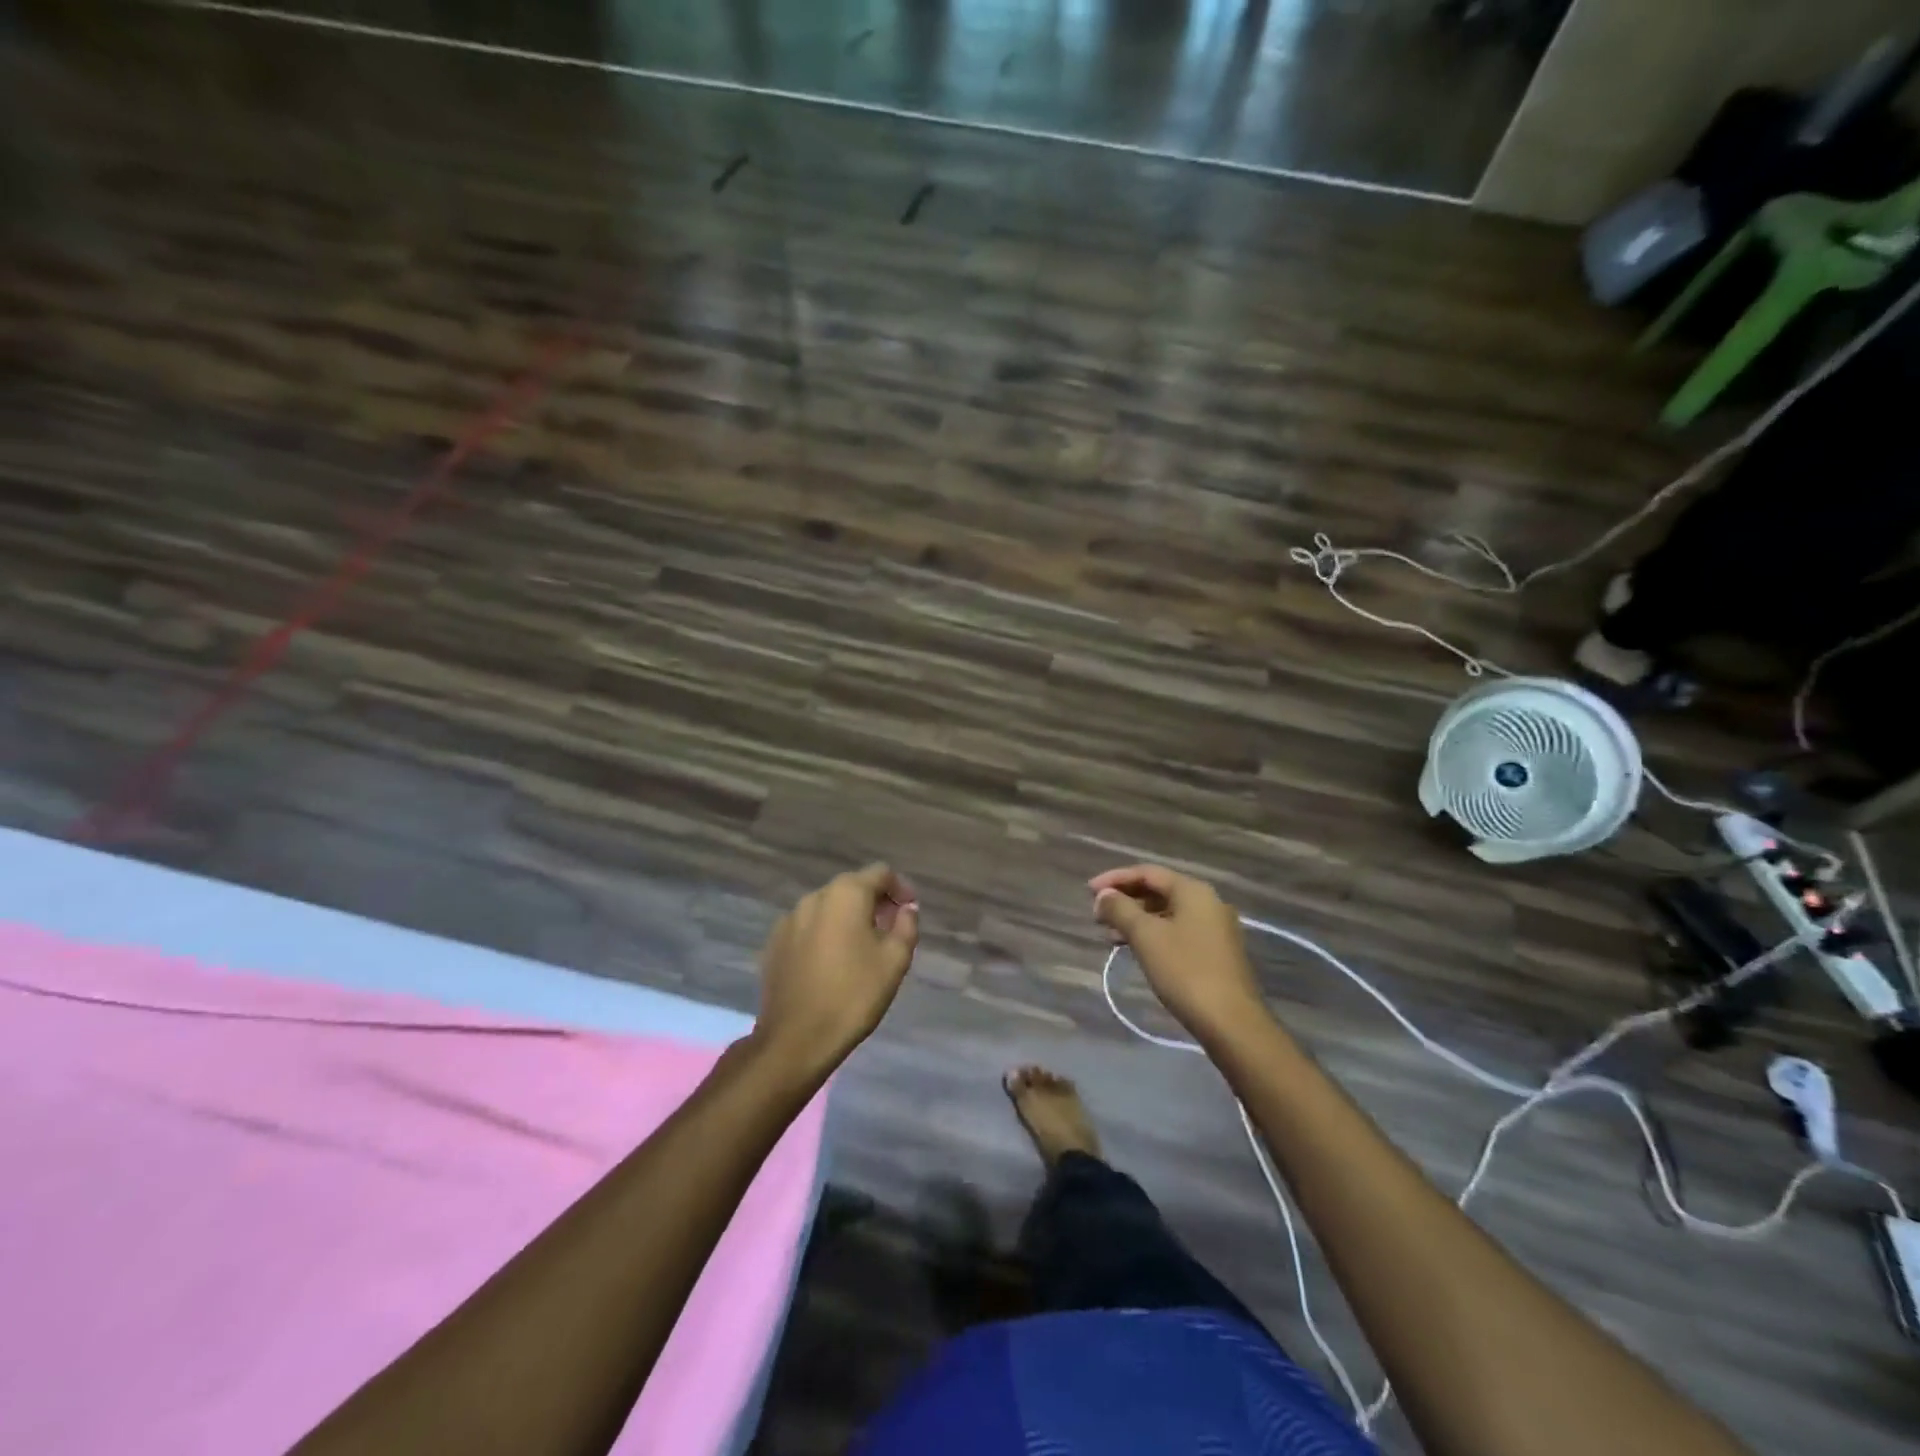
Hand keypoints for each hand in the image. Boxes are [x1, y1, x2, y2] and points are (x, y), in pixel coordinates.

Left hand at [752, 864, 919, 1079]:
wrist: (796, 1038)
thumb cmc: (854, 994)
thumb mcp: (895, 960)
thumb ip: (906, 925)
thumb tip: (906, 908)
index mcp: (846, 894)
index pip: (880, 873)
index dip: (900, 888)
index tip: (910, 911)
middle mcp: (815, 897)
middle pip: (852, 887)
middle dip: (874, 902)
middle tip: (890, 930)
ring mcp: (789, 919)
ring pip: (828, 907)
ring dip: (848, 918)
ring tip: (860, 949)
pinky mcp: (774, 943)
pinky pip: (808, 927)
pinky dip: (824, 934)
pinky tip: (831, 963)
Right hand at [1090, 865, 1265, 1042]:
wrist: (1231, 1022)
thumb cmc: (1185, 971)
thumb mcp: (1146, 936)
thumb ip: (1120, 909)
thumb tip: (1104, 895)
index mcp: (1193, 891)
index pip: (1147, 872)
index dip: (1115, 878)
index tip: (1089, 892)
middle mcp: (1207, 902)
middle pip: (1158, 890)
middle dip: (1125, 900)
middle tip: (1097, 915)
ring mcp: (1214, 928)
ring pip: (1167, 913)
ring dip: (1136, 919)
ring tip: (1109, 935)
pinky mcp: (1215, 952)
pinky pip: (1177, 931)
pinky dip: (1153, 934)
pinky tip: (1135, 949)